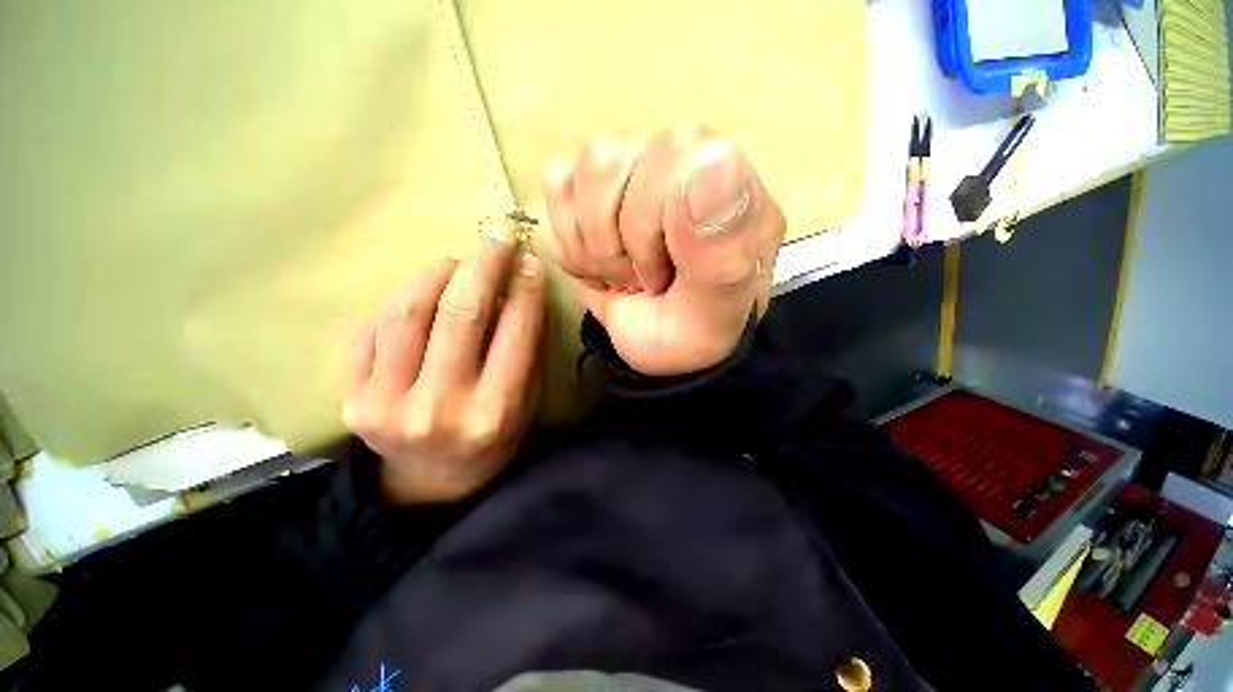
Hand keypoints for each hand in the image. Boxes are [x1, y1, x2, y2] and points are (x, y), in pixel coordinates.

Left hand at [342, 229, 544, 503]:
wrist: (429, 485)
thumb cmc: (490, 444)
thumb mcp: (524, 407)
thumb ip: (525, 355)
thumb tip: (520, 294)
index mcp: (493, 413)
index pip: (514, 334)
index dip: (524, 290)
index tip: (530, 262)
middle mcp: (440, 407)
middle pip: (459, 314)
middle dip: (482, 265)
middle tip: (495, 238)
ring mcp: (386, 404)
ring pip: (407, 313)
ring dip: (435, 273)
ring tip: (455, 262)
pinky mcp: (352, 399)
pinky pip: (371, 331)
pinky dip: (397, 302)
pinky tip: (420, 296)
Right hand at [540, 126, 784, 375]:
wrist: (662, 347)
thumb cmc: (692, 330)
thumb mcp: (713, 309)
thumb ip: (720, 248)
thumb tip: (713, 157)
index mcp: (725, 175)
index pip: (662, 159)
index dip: (644, 232)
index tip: (661, 275)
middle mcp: (679, 155)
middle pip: (607, 163)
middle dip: (612, 246)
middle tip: (641, 279)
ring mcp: (634, 163)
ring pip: (576, 173)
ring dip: (591, 246)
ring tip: (621, 273)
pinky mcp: (594, 183)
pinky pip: (557, 184)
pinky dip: (570, 241)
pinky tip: (598, 262)